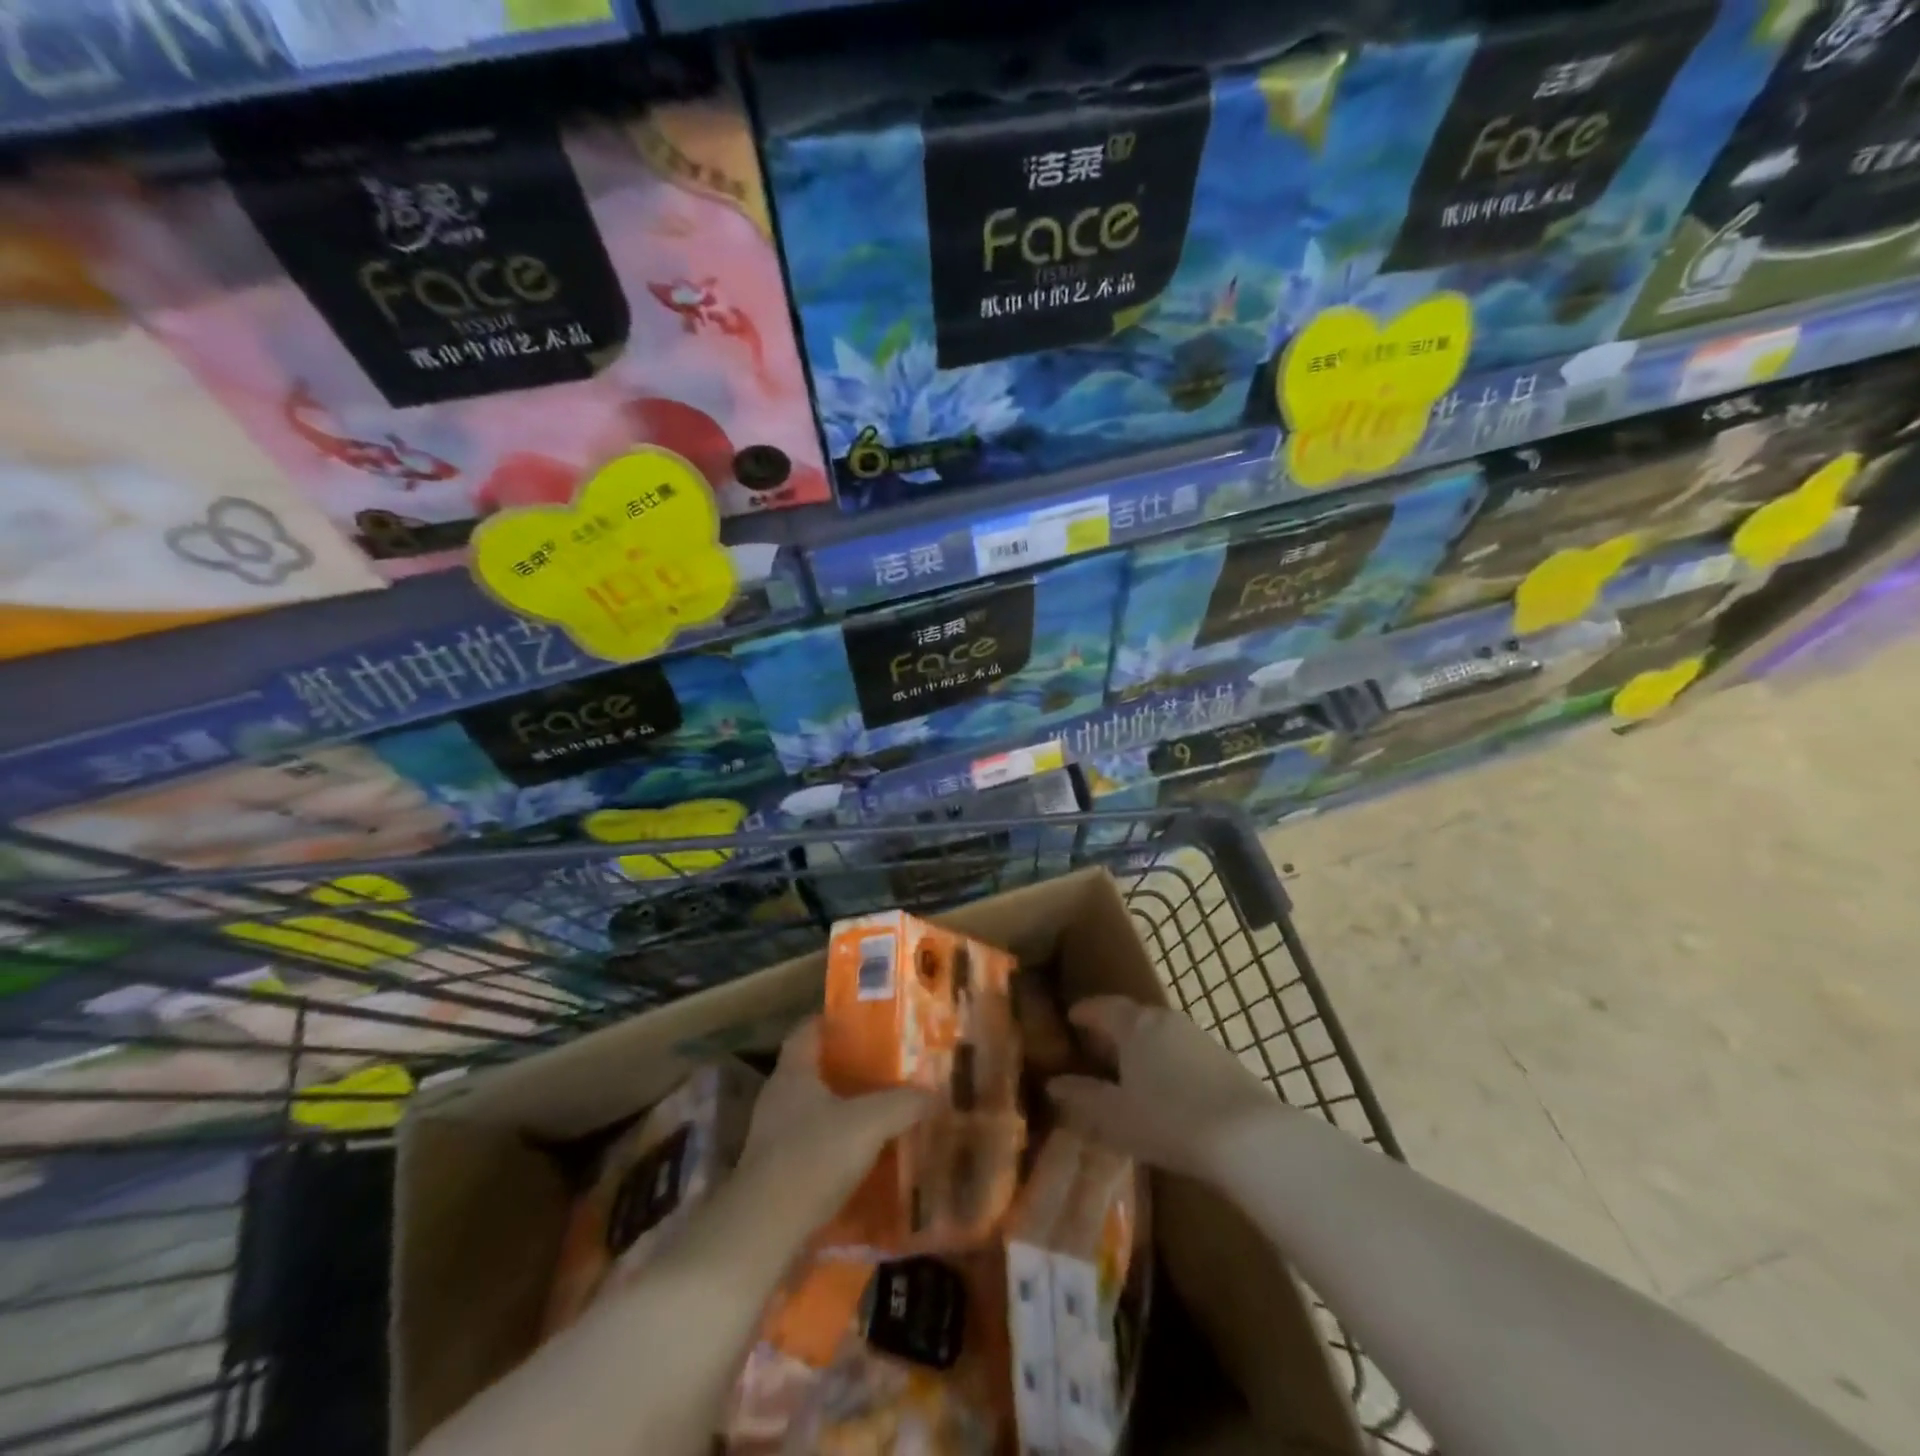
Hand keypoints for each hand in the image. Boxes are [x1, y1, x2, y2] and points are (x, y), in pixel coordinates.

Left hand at [735, 1018, 931, 1233]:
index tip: (863, 1021)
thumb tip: (933, 1093)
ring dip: (841, 1109)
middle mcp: (778, 1097)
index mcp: (794, 1072)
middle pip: (812, 1070)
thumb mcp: (869, 1123)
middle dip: (845, 1067)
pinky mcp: (775, 1173)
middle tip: (883, 1067)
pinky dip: (834, 1145)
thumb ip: (902, 1104)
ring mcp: (772, 1137)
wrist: (764, 1231)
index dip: (833, 1021)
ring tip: (879, 1111)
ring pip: (812, 1110)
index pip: (807, 1029)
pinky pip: (810, 1145)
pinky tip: (861, 1156)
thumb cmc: (813, 1157)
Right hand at [1048, 995, 1284, 1179]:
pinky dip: (1167, 1062)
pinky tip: (1167, 1090)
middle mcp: (1165, 1020)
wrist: (1248, 1138)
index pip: (1103, 1007)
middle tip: (1097, 1049)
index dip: (1085, 1012)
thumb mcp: (1116, 1116)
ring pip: (1160, 1034)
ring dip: (1142, 1047)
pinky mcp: (1224, 1059)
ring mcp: (1198, 1037)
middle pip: (1133, 1017)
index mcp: (1135, 1025)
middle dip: (1113, 1030)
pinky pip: (1182, 1052)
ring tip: (1130, 1072)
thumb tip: (1054, 1084)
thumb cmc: (1169, 1120)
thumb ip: (1083, 1097)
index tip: (1071, 1018)